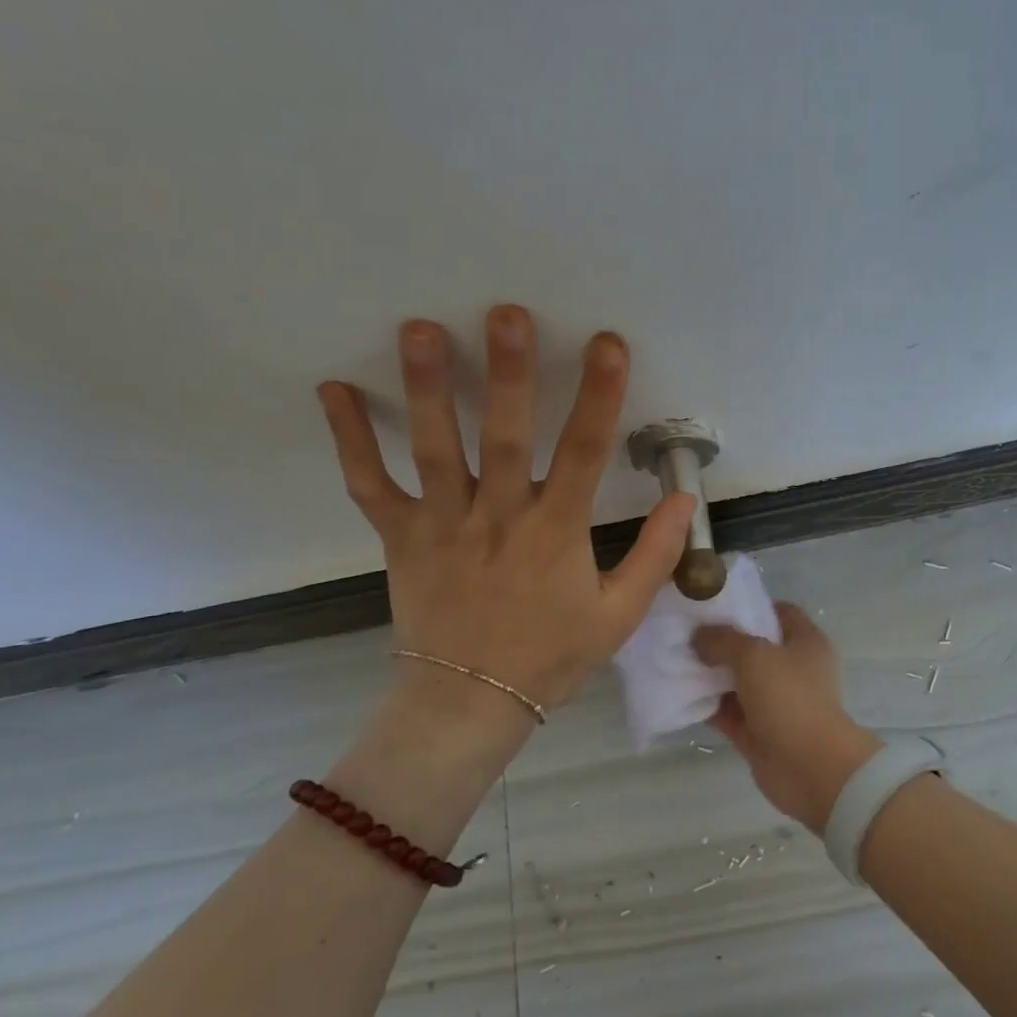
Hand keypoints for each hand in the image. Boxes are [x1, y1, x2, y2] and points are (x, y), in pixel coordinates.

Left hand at [317, 306, 695, 712]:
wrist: (470, 703)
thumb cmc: (552, 657)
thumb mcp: (620, 615)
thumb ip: (654, 555)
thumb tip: (683, 499)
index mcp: (556, 535)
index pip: (583, 454)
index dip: (599, 397)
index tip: (608, 345)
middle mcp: (498, 519)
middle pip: (503, 438)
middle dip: (509, 375)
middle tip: (506, 314)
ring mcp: (442, 526)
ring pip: (434, 450)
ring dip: (427, 389)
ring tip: (421, 328)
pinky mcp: (400, 538)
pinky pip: (369, 485)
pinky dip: (350, 440)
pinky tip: (333, 389)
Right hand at [693, 604, 883, 832]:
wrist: (810, 767)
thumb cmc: (789, 698)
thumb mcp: (754, 655)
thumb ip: (723, 640)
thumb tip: (699, 636)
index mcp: (806, 642)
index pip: (780, 612)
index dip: (750, 605)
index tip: (715, 605)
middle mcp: (795, 669)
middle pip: (755, 647)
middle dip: (723, 641)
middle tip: (685, 632)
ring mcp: (778, 702)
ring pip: (740, 682)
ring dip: (712, 675)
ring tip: (675, 660)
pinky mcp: (761, 732)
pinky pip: (731, 713)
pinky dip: (709, 705)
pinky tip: (680, 695)